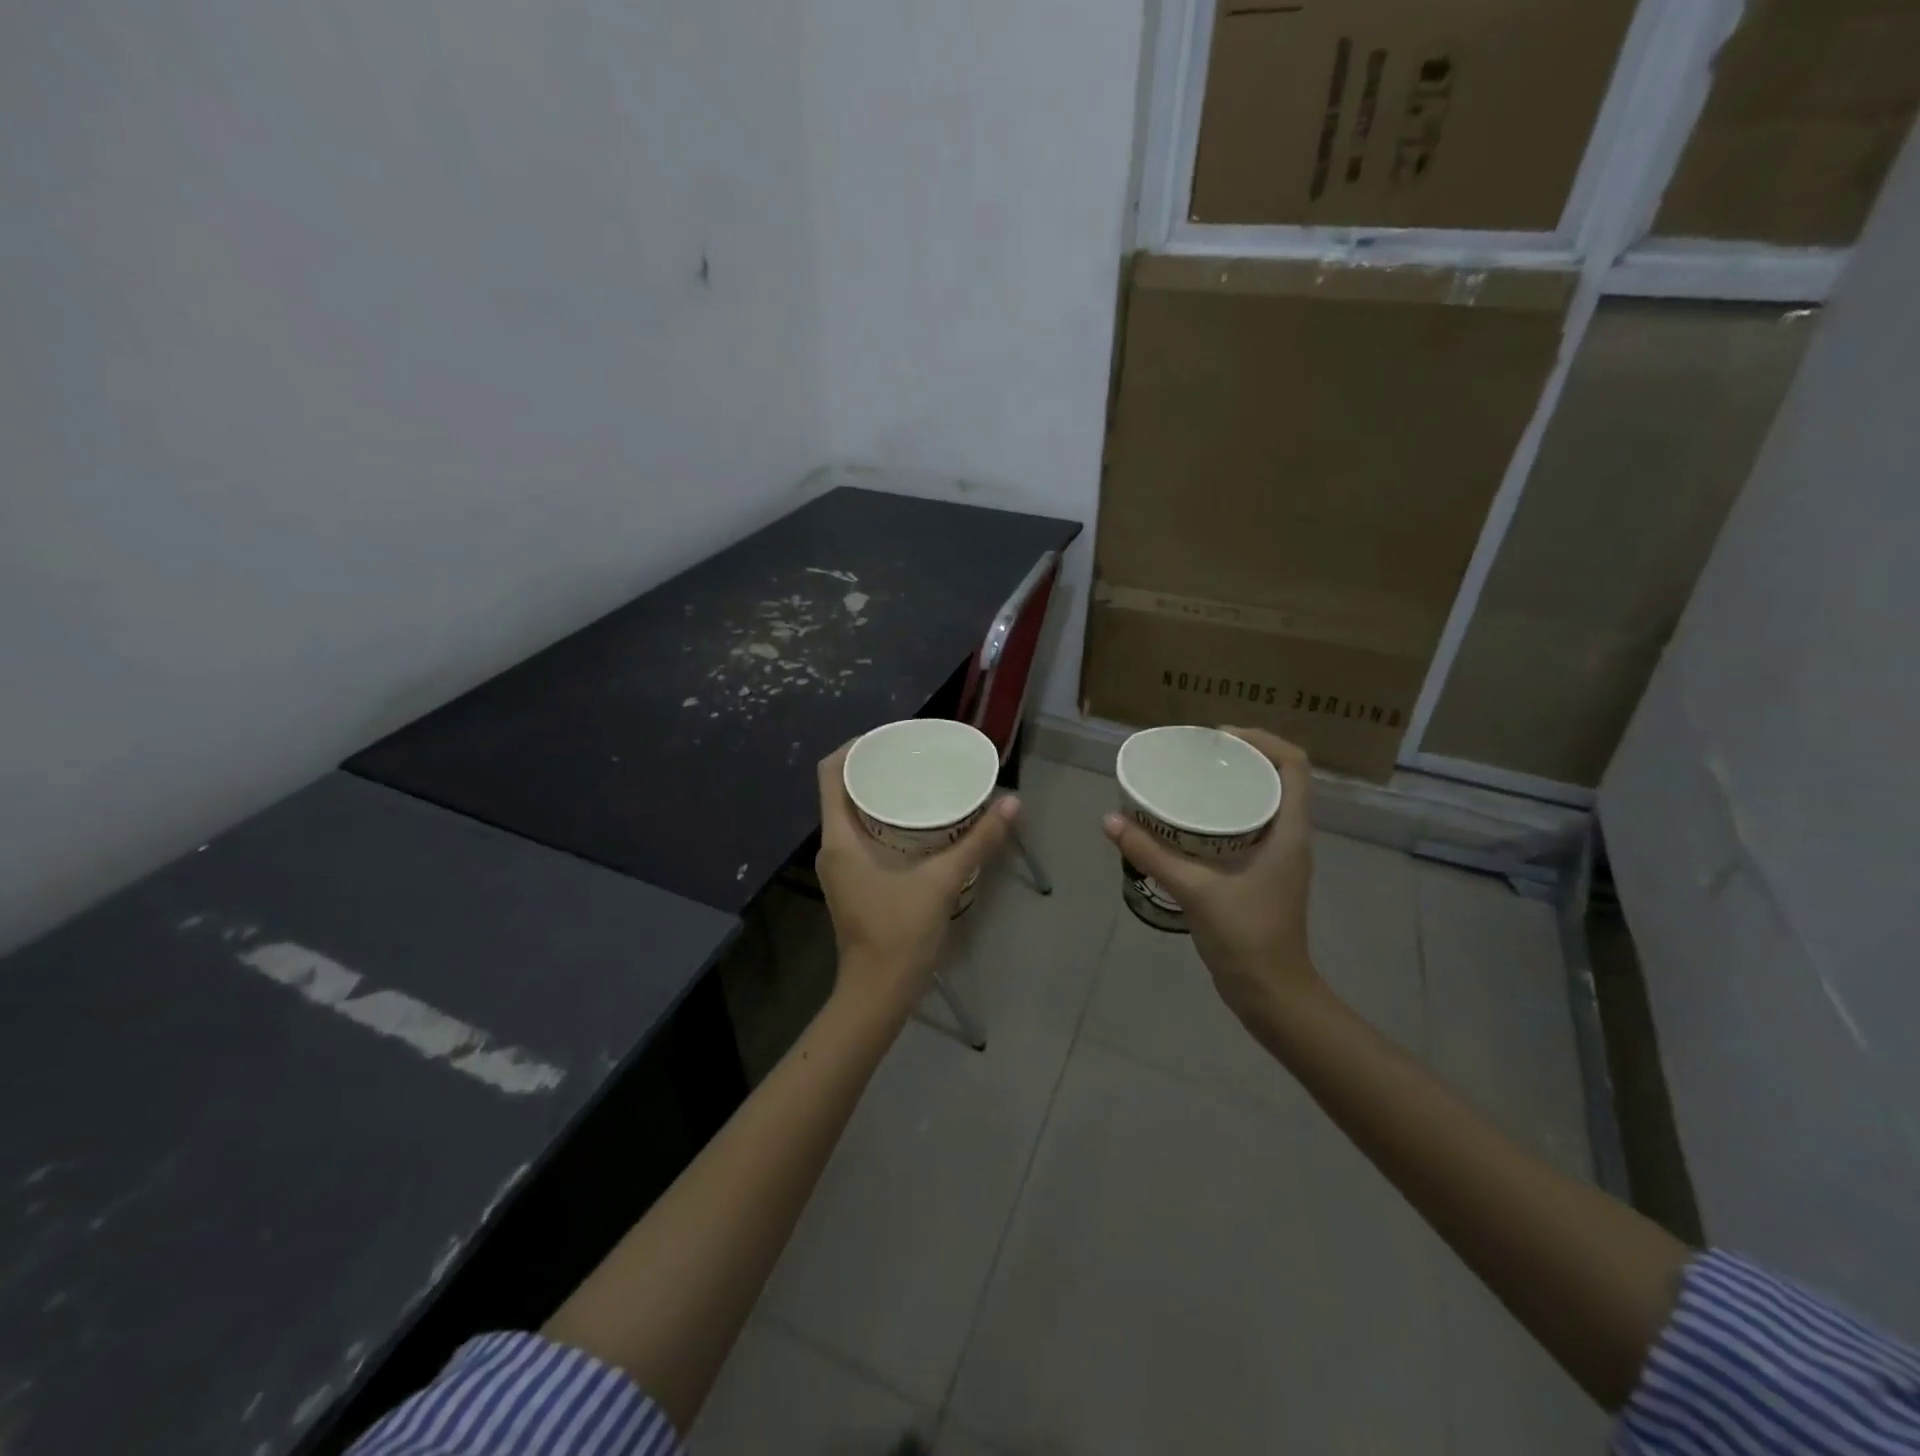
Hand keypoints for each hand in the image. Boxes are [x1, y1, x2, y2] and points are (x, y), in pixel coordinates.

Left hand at [814, 744, 1018, 1016]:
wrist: (879, 993)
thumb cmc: (900, 934)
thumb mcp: (943, 881)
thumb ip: (978, 841)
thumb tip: (1012, 802)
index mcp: (840, 838)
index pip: (832, 772)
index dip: (856, 745)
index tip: (891, 736)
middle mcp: (832, 845)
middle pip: (843, 787)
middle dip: (875, 765)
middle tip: (914, 754)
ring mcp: (840, 865)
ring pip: (852, 812)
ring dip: (879, 792)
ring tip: (918, 778)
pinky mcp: (852, 880)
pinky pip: (860, 833)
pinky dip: (883, 818)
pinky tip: (916, 820)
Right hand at [1103, 728, 1324, 1029]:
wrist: (1271, 994)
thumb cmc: (1246, 937)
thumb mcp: (1195, 890)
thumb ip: (1152, 854)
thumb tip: (1110, 820)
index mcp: (1289, 833)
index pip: (1294, 766)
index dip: (1262, 740)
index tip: (1218, 738)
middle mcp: (1289, 838)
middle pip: (1276, 778)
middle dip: (1239, 759)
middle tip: (1195, 755)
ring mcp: (1277, 858)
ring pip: (1261, 803)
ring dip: (1231, 786)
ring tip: (1189, 779)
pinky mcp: (1262, 875)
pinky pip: (1247, 828)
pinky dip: (1222, 815)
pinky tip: (1187, 823)